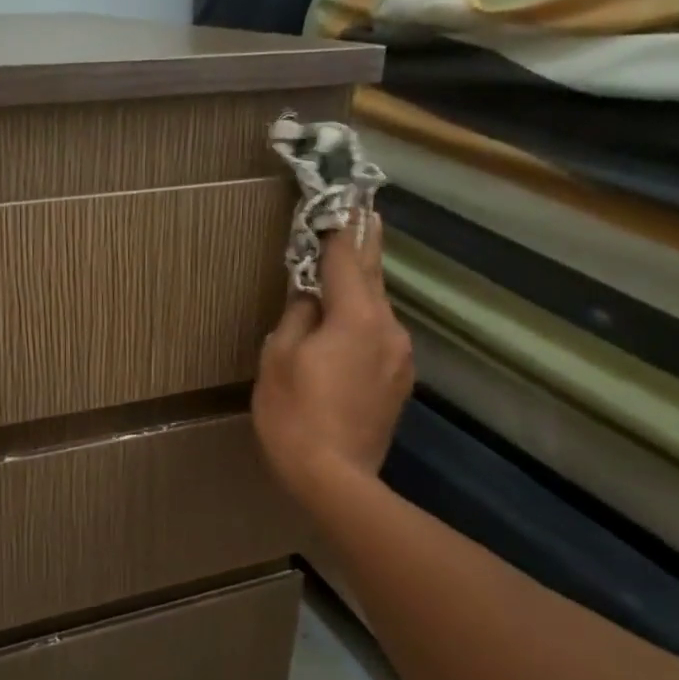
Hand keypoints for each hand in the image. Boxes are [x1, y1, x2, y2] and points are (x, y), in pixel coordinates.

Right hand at [252, 221, 414, 495]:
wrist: (335, 479)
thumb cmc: (296, 415)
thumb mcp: (278, 359)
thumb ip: (296, 317)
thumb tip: (311, 300)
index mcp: (357, 317)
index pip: (348, 258)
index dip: (340, 228)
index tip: (341, 200)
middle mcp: (388, 328)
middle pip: (373, 277)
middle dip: (364, 245)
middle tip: (363, 213)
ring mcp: (399, 357)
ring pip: (377, 311)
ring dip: (361, 291)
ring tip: (344, 277)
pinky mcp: (399, 383)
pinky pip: (379, 339)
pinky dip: (362, 326)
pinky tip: (345, 334)